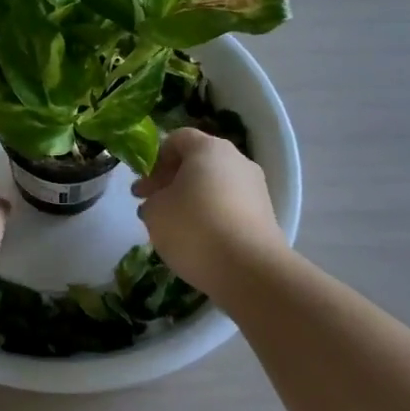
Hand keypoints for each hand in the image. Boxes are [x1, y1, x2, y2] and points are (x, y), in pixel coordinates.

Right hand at [132, 128, 284, 292]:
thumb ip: (152, 199)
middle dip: (172, 182)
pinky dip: (212, 218)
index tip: (143, 188)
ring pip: (215, 186)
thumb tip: (160, 202)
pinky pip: (230, 208)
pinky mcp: (266, 216)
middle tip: (152, 206)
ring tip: (174, 229)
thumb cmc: (194, 228)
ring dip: (192, 201)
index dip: (155, 160)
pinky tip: (200, 242)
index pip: (177, 139)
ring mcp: (256, 188)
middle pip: (198, 162)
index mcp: (209, 148)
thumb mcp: (155, 211)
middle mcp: (237, 160)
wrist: (250, 271)